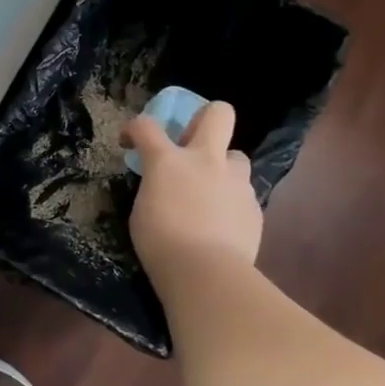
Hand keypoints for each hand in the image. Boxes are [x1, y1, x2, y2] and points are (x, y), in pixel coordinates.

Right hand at [124, 100, 262, 281]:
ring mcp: (236, 181)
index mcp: (168, 160)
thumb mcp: (142, 209)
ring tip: (210, 192)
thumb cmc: (159, 241)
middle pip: (218, 113)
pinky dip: (230, 202)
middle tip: (191, 144)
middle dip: (204, 119)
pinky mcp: (254, 206)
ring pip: (236, 156)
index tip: (130, 142)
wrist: (206, 272)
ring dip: (222, 168)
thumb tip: (165, 185)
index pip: (146, 125)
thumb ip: (155, 186)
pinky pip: (242, 193)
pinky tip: (221, 224)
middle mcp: (206, 160)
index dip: (134, 129)